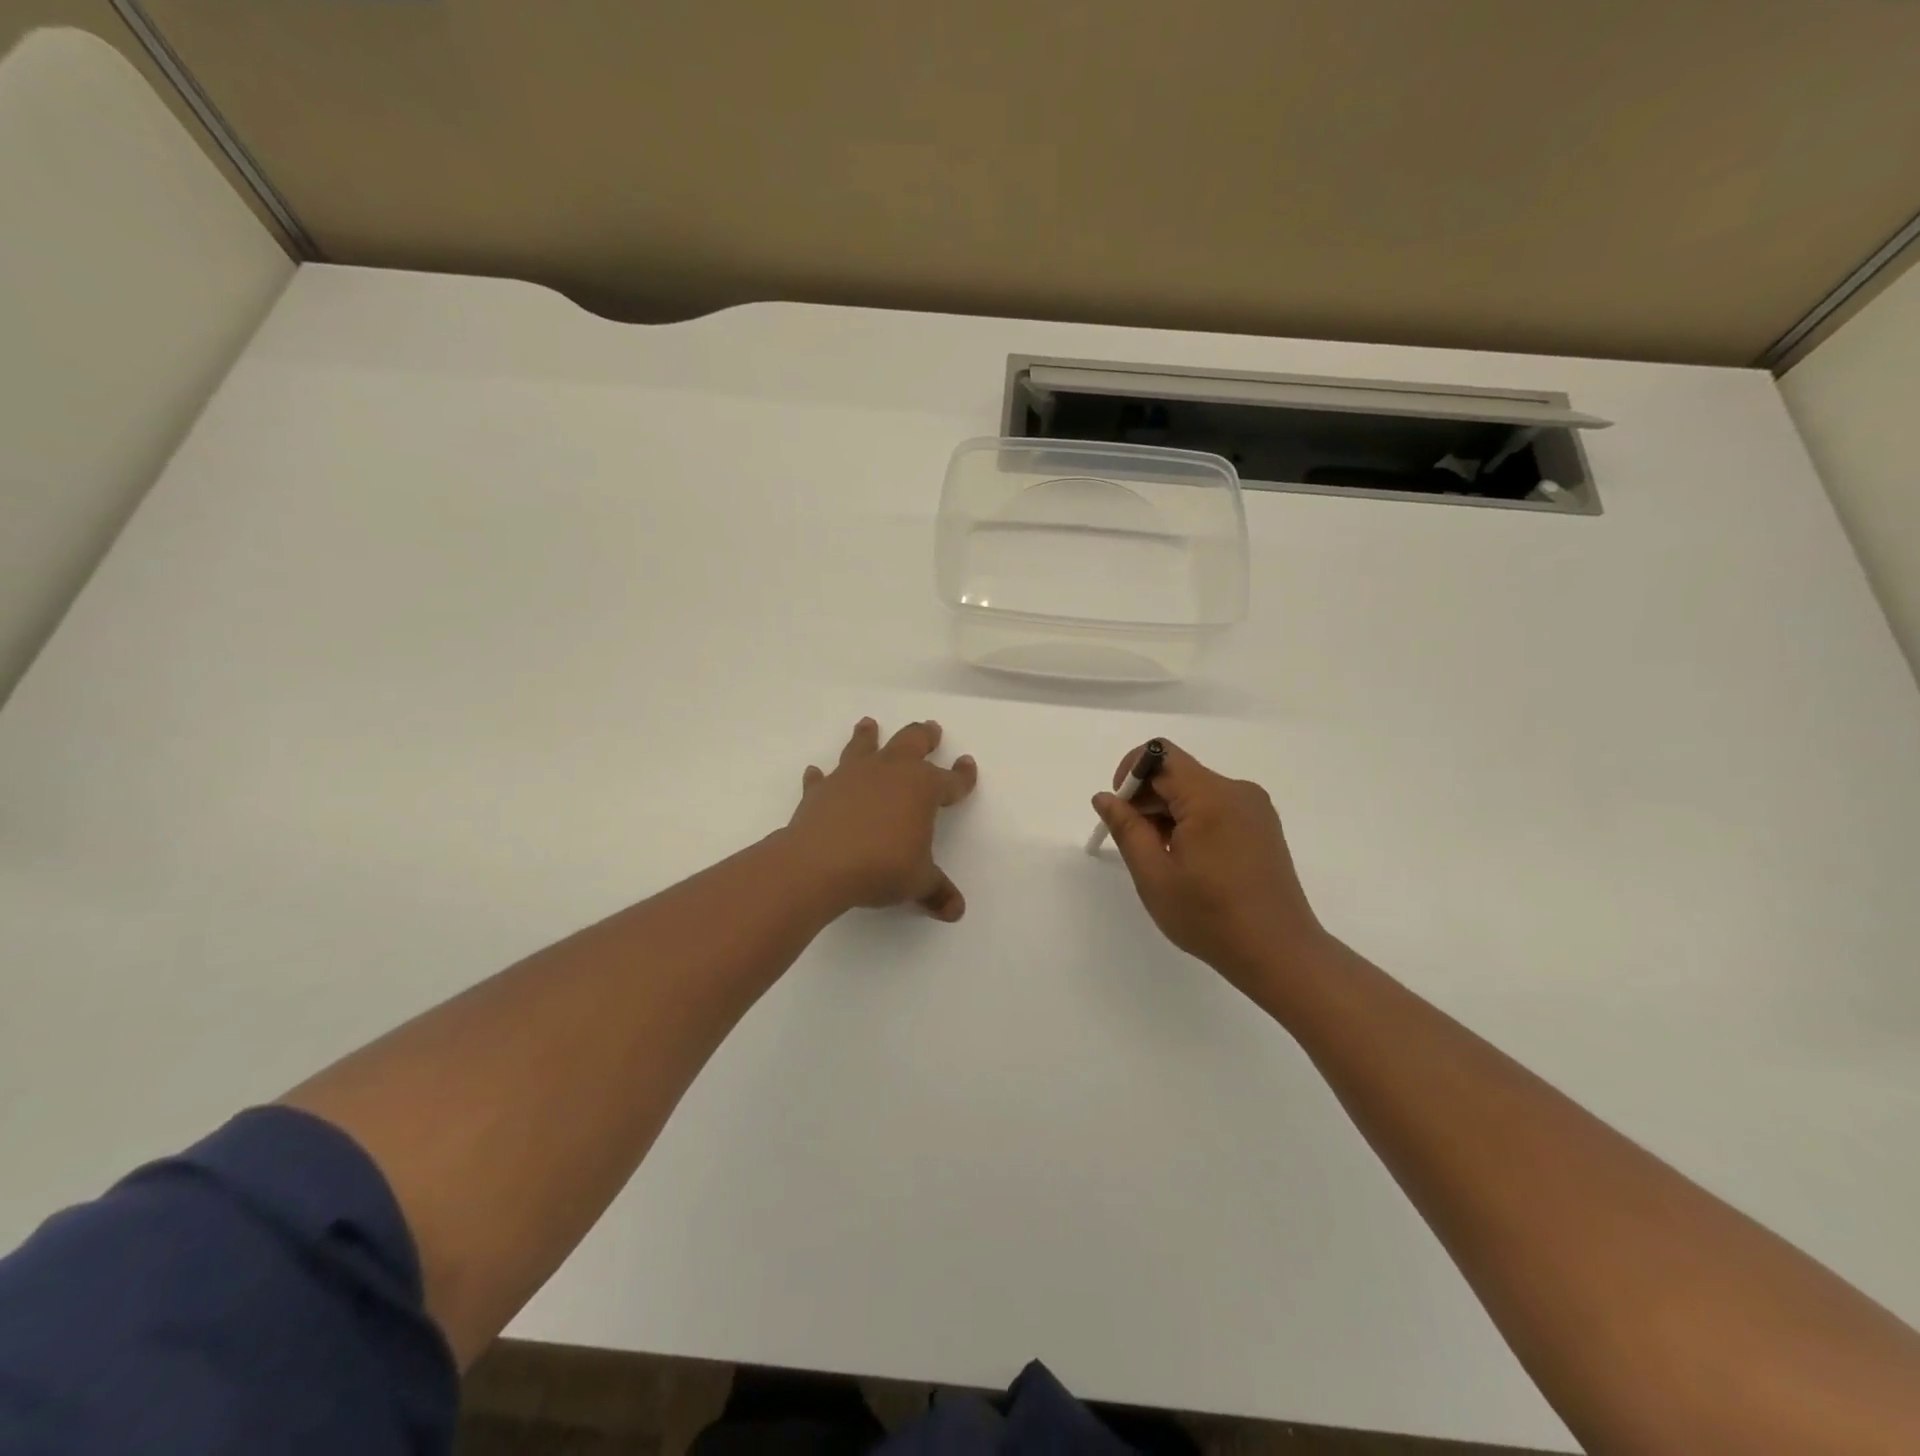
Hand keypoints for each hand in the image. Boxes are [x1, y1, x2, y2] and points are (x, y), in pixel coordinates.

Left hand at [785, 718, 977, 920]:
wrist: (818, 864)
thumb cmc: (880, 867)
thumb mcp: (917, 882)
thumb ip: (937, 891)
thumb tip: (956, 910)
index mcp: (921, 788)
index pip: (950, 780)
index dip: (962, 775)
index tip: (967, 765)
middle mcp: (889, 772)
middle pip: (911, 743)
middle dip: (924, 736)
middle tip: (931, 729)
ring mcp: (852, 776)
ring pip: (864, 746)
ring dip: (868, 735)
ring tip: (869, 724)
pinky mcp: (821, 790)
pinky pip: (822, 778)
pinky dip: (821, 776)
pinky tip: (816, 772)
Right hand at [1093, 741, 1327, 995]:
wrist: (1280, 954)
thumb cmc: (1210, 916)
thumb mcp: (1154, 875)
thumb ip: (1126, 828)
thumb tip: (1105, 797)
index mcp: (1211, 796)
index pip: (1160, 756)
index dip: (1130, 774)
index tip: (1120, 811)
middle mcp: (1237, 791)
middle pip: (1178, 773)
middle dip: (1147, 799)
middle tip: (1135, 844)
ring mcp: (1254, 808)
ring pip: (1196, 792)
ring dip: (1169, 814)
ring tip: (1163, 860)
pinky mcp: (1262, 826)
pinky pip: (1216, 808)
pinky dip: (1192, 823)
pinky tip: (1189, 862)